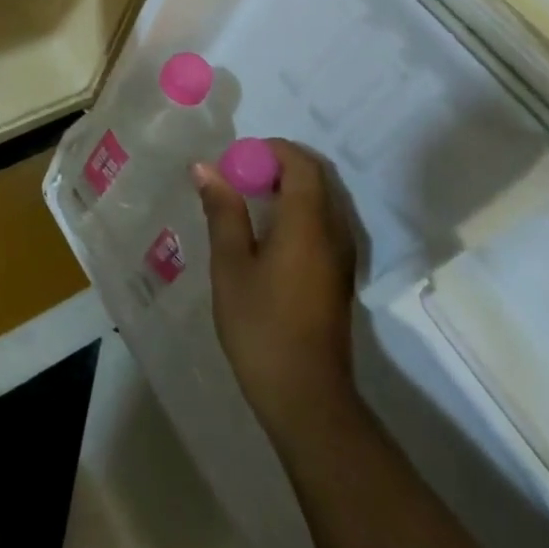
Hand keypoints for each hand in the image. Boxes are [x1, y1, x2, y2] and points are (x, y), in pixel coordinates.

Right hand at [196, 141, 359, 445]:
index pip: (301, 163)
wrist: (306, 397)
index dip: (270, 150)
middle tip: (239, 174)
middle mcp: (334, 231)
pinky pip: (324, 222)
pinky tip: (267, 231)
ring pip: (322, 199)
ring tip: (247, 198)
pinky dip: (298, 210)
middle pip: (316, 177)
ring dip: (288, 187)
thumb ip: (222, 211)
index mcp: (309, 223)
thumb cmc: (261, 326)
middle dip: (278, 165)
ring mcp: (342, 255)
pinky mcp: (339, 275)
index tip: (236, 159)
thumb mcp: (231, 265)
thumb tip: (206, 167)